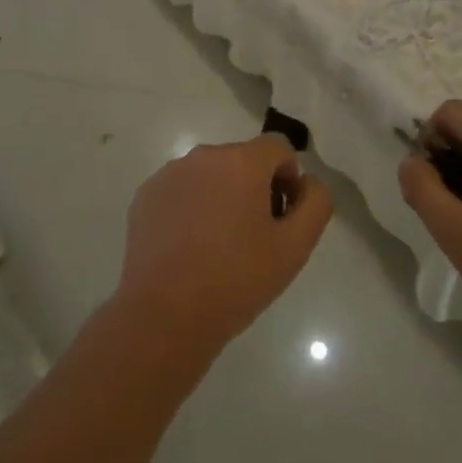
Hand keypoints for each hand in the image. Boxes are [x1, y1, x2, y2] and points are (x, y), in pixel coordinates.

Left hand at [116, 135, 333, 362]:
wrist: (164, 314)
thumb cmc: (236, 279)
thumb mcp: (295, 246)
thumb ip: (315, 203)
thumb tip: (307, 182)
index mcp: (241, 162)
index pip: (278, 148)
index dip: (288, 179)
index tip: (281, 218)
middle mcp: (203, 156)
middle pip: (242, 160)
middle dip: (255, 188)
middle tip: (254, 238)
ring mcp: (169, 174)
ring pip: (210, 175)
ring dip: (222, 197)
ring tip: (218, 246)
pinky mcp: (145, 196)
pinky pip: (181, 190)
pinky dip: (191, 207)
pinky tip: (189, 248)